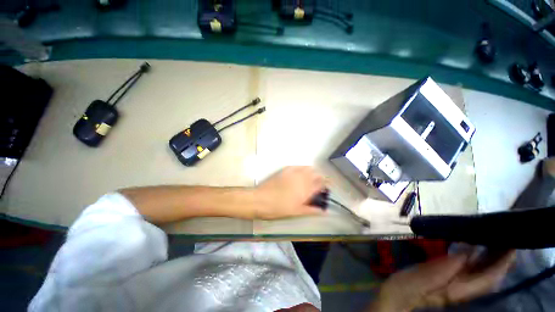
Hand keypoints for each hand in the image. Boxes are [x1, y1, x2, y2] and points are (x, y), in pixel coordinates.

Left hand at [253, 166, 325, 219]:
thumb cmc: (279, 208)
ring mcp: (293, 173)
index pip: (321, 184)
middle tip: (318, 183)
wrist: (261, 200)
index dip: (326, 184)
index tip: (326, 186)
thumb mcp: (296, 212)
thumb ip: (311, 210)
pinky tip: (300, 172)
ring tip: (310, 177)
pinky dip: (301, 168)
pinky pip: (297, 166)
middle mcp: (302, 179)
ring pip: (307, 168)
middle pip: (316, 174)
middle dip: (320, 177)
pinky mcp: (285, 170)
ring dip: (312, 172)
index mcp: (306, 190)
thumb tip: (324, 211)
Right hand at [368, 250, 515, 311]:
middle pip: (491, 273)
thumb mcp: (426, 276)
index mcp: (462, 289)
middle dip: (502, 256)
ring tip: (496, 237)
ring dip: (493, 255)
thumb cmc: (410, 285)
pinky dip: (480, 257)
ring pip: (484, 270)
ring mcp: (460, 282)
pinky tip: (477, 246)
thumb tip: (469, 249)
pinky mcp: (452, 277)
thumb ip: (448, 265)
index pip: (491, 277)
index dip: (504, 262)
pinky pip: (472, 267)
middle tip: (505, 234)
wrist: (400, 294)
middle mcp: (467, 287)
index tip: (510, 243)